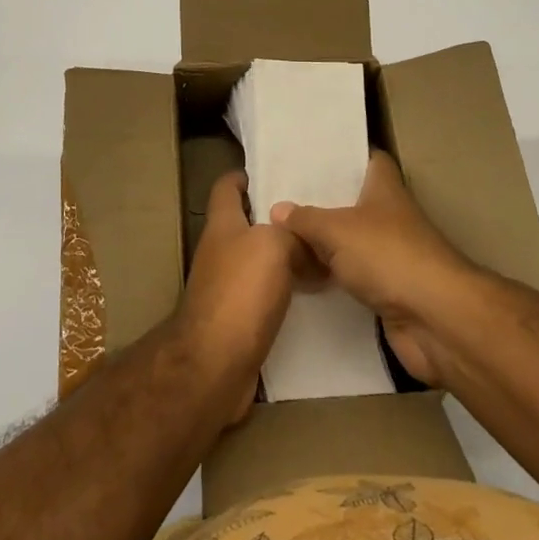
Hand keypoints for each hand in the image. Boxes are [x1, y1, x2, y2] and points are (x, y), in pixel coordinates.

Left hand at [176, 172, 305, 421]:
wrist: (215, 365)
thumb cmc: (240, 292)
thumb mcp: (274, 246)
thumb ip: (293, 234)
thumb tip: (310, 242)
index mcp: (223, 224)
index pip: (226, 187)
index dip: (244, 176)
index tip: (272, 174)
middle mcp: (221, 251)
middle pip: (247, 224)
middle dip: (277, 218)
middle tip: (315, 215)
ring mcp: (227, 287)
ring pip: (260, 261)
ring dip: (286, 256)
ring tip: (324, 251)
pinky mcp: (238, 321)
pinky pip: (266, 295)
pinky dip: (287, 291)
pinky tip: (314, 293)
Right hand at [271, 150, 478, 387]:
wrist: (435, 319)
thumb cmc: (388, 255)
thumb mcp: (336, 229)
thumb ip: (305, 219)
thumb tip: (277, 209)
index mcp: (385, 188)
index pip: (369, 159)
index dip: (346, 155)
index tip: (313, 156)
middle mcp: (391, 216)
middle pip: (355, 201)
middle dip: (324, 201)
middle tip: (283, 198)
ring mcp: (393, 255)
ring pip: (353, 241)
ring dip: (327, 243)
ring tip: (284, 235)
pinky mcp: (390, 291)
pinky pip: (354, 276)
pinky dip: (334, 277)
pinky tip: (303, 277)